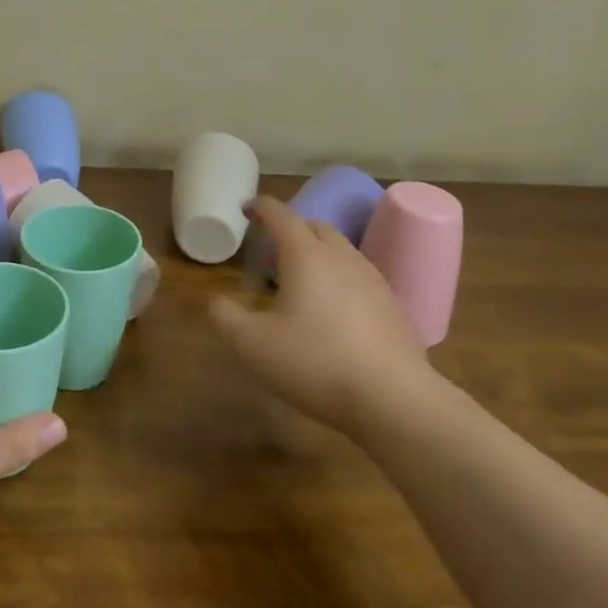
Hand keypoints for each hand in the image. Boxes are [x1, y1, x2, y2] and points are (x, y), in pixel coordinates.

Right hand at [210, 196, 440, 440]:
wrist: (394, 399)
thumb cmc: (315, 363)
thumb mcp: (253, 344)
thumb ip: (225, 317)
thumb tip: (213, 300)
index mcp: (306, 255)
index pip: (281, 215)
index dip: (261, 207)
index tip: (247, 208)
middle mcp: (341, 257)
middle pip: (314, 226)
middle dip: (291, 228)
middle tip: (270, 249)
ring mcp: (372, 279)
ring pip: (340, 250)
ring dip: (317, 252)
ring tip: (300, 278)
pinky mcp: (392, 305)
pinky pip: (358, 276)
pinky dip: (338, 277)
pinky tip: (333, 309)